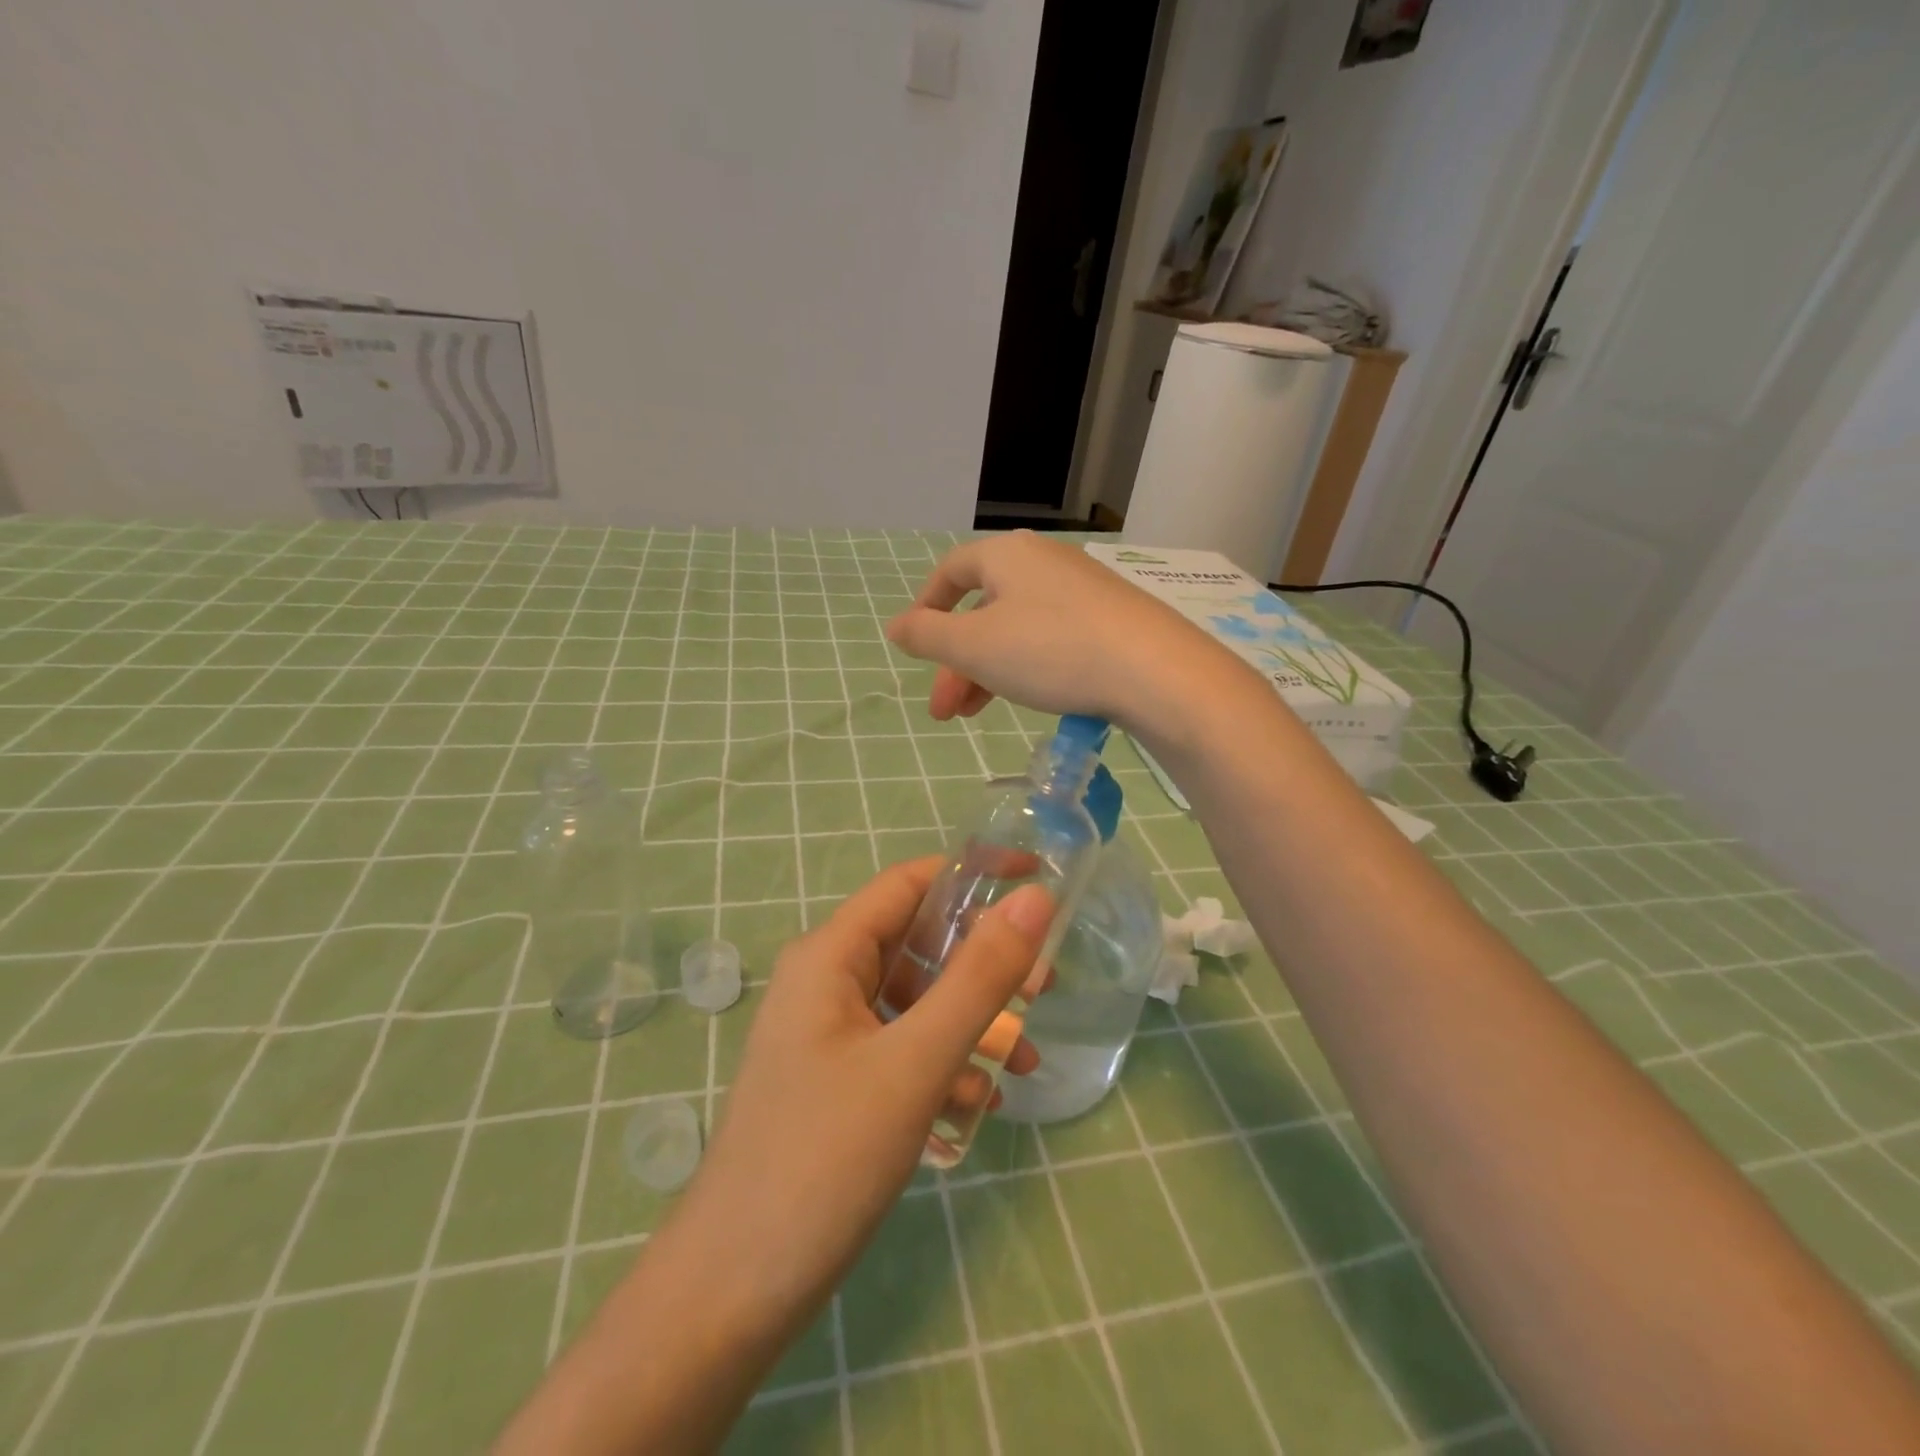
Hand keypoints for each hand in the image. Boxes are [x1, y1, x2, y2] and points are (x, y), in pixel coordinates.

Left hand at [493, 858, 1051, 1455]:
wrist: (732, 1294)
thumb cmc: (823, 1160)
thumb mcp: (915, 1062)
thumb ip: (979, 978)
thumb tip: (1034, 899)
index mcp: (830, 955)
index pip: (910, 883)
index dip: (973, 874)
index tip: (1037, 882)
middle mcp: (825, 982)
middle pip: (916, 943)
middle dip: (982, 962)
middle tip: (1044, 986)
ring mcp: (828, 1034)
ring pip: (914, 1002)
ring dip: (971, 1020)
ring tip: (1026, 1056)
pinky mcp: (835, 1082)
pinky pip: (901, 1049)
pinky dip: (944, 1063)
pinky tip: (979, 1103)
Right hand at [884, 530, 1243, 743]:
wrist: (1154, 670)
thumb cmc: (1050, 650)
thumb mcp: (975, 647)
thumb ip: (927, 636)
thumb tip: (896, 626)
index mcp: (1006, 556)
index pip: (951, 572)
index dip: (926, 608)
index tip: (915, 647)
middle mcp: (1044, 561)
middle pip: (983, 609)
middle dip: (956, 662)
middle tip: (945, 712)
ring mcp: (1082, 589)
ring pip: (1016, 628)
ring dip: (988, 670)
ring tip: (975, 715)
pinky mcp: (1111, 618)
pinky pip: (1052, 637)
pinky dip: (1027, 666)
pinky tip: (1030, 696)